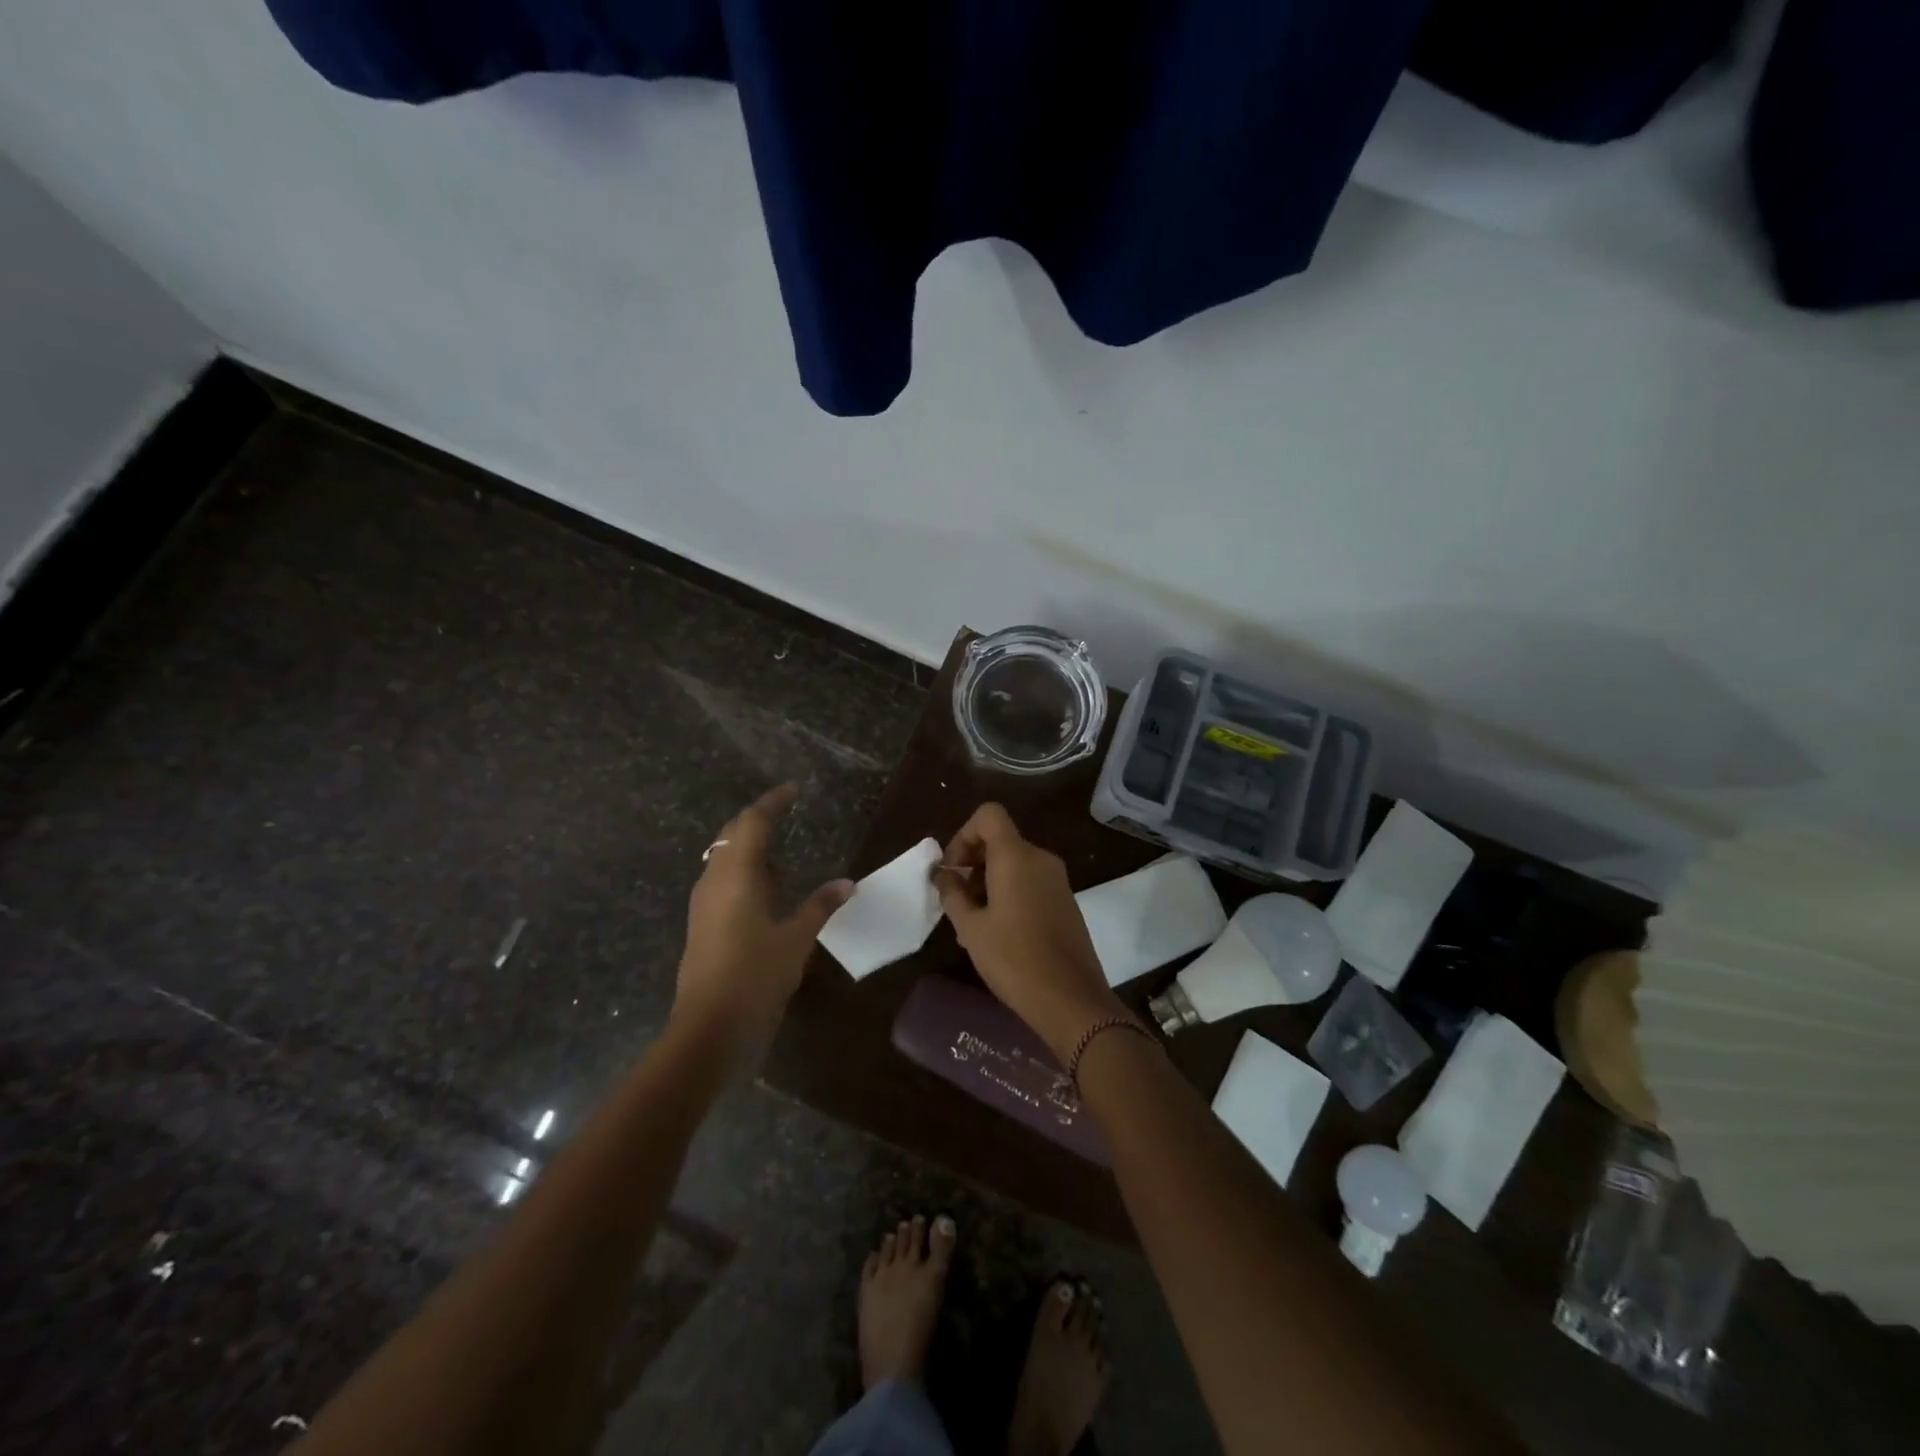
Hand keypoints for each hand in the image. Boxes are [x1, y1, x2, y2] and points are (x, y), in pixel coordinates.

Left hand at [675, 784, 852, 1052]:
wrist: (709, 1029)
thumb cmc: (755, 976)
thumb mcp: (796, 939)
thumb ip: (821, 905)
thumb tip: (847, 883)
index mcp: (736, 875)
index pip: (752, 822)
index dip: (773, 802)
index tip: (794, 790)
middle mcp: (714, 880)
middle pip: (732, 835)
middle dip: (758, 821)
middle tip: (786, 814)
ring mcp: (704, 903)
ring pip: (725, 860)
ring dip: (751, 851)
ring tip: (784, 859)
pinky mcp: (703, 924)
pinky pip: (724, 883)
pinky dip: (746, 875)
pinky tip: (769, 894)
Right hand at [933, 803, 1125, 1061]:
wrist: (1071, 999)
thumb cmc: (1014, 959)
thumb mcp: (971, 928)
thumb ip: (952, 893)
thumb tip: (942, 873)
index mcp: (1016, 856)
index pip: (989, 815)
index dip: (964, 834)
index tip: (953, 870)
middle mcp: (1040, 858)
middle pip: (1000, 839)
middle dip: (972, 861)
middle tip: (956, 900)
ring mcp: (1057, 879)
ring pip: (1014, 862)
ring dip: (988, 880)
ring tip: (973, 921)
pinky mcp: (1066, 900)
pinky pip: (1030, 880)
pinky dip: (1009, 891)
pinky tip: (998, 930)